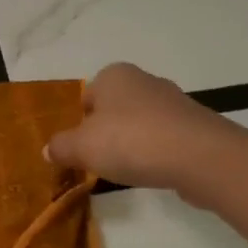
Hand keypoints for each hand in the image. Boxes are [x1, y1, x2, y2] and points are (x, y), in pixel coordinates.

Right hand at [46, 62, 237, 200]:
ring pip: (141, 124)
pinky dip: (157, 154)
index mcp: (113, 75)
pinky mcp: (195, 126)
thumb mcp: (82, 147)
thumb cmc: (131, 141)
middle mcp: (144, 80)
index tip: (80, 150)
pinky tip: (155, 172)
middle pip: (114, 109)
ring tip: (129, 171)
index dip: (80, 124)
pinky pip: (165, 139)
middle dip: (106, 133)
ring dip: (133, 145)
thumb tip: (47, 150)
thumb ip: (61, 147)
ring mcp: (174, 102)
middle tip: (100, 162)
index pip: (86, 97)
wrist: (200, 156)